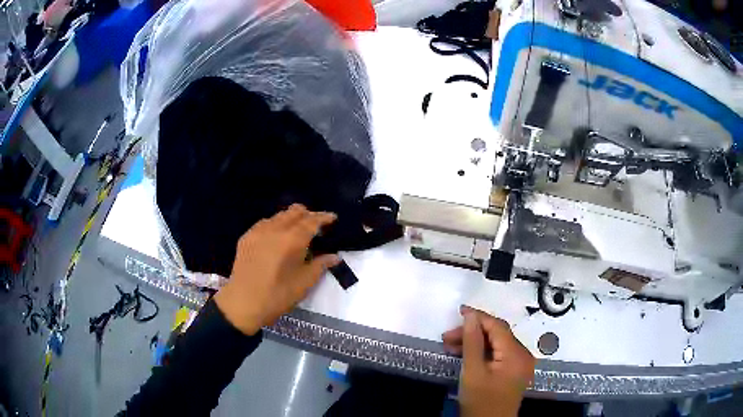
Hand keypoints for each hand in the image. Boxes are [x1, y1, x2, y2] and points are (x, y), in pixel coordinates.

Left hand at [214, 204, 339, 334]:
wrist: (243, 302)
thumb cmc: (278, 295)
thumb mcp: (304, 283)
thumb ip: (320, 266)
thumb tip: (335, 257)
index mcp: (292, 240)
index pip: (312, 221)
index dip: (324, 217)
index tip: (333, 218)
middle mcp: (275, 229)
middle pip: (294, 212)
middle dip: (308, 214)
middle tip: (316, 226)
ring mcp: (258, 231)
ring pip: (279, 215)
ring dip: (291, 219)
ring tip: (296, 232)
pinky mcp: (246, 237)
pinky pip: (264, 223)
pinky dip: (275, 225)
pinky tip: (276, 237)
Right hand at [442, 306, 535, 416]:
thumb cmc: (481, 402)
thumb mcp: (473, 372)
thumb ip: (473, 342)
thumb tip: (471, 316)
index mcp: (516, 354)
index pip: (497, 326)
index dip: (478, 317)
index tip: (458, 311)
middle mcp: (522, 355)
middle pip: (497, 335)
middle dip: (473, 333)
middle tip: (447, 338)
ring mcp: (519, 364)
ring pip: (497, 344)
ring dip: (476, 343)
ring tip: (451, 347)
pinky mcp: (514, 372)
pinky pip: (499, 354)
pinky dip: (482, 353)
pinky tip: (466, 356)